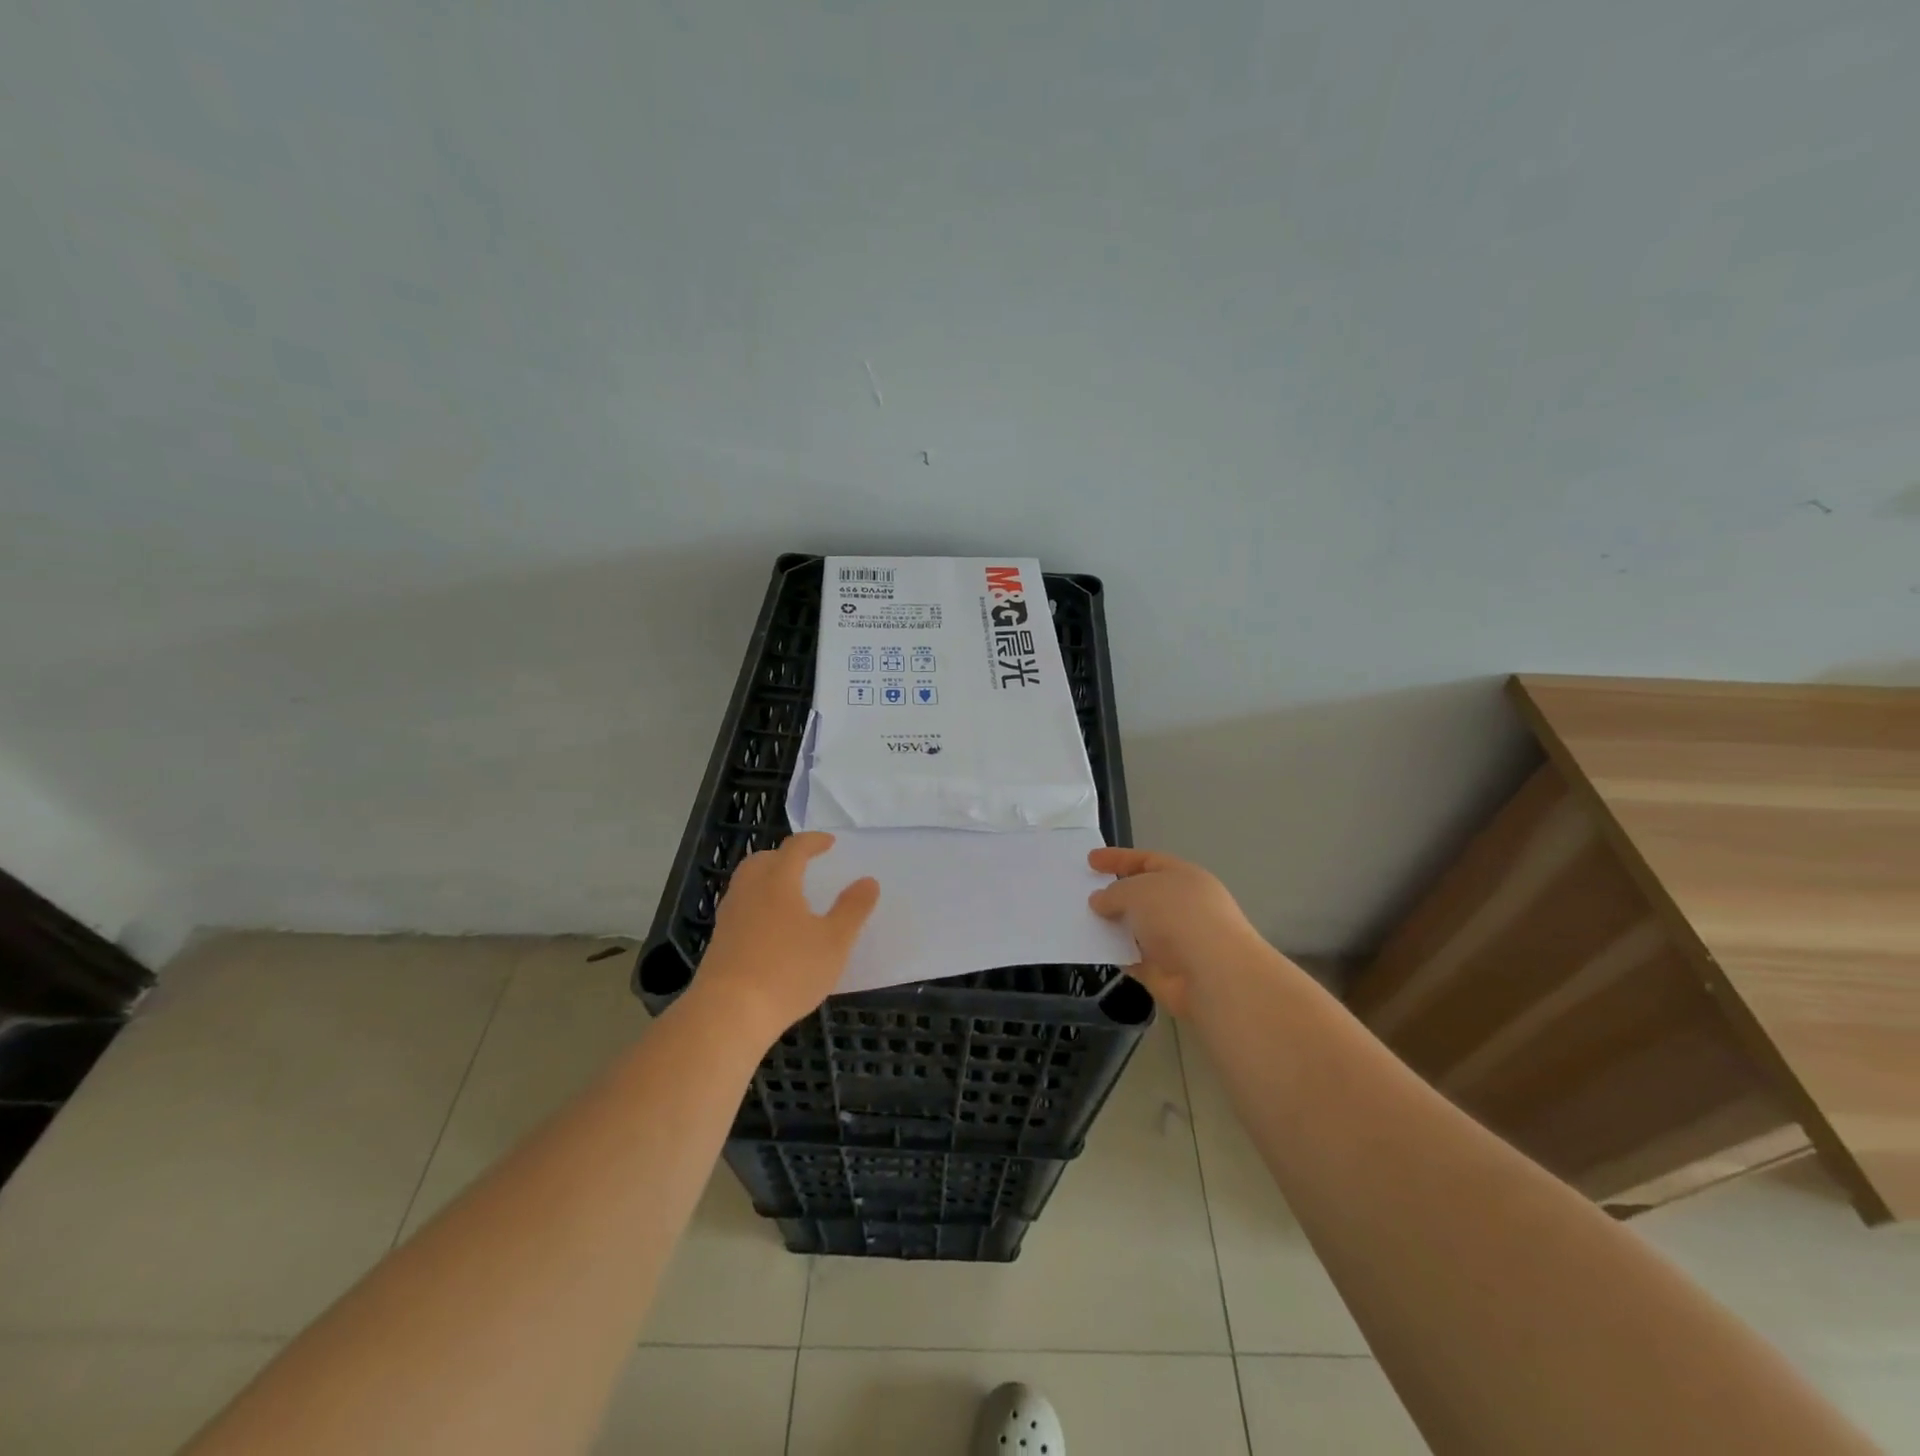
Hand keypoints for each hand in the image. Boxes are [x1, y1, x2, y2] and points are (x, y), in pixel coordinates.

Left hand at [693, 832, 879, 1042]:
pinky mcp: (719, 942)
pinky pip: (740, 908)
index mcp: (778, 882)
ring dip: (767, 880)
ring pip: (747, 884)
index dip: (813, 841)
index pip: (794, 848)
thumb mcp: (834, 941)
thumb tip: (868, 881)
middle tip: (803, 865)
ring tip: (788, 896)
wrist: (728, 1013)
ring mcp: (729, 917)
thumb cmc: (788, 971)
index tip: (829, 843)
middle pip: (762, 860)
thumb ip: (853, 909)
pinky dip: (757, 905)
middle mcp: (749, 891)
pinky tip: (770, 929)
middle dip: (784, 857)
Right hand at [1087, 848, 1271, 1018]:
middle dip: (1114, 893)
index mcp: (1184, 877)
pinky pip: (1132, 956)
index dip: (1118, 858)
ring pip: (1136, 927)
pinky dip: (1115, 952)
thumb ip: (1114, 892)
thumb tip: (1100, 901)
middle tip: (1082, 892)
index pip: (1147, 861)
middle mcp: (1182, 906)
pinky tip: (1092, 948)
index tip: (1090, 860)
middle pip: (1142, 894)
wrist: (1213, 976)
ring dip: (1112, 924)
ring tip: (1079, 920)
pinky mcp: (1165, 971)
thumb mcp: (1138, 891)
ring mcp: (1175, 940)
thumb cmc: (1179, 917)